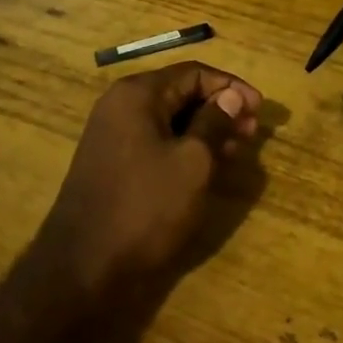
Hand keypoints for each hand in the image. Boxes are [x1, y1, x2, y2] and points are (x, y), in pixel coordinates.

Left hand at [37, 61, 261, 310]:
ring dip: (205, 130)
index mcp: (137, 94)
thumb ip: (215, 122)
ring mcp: (112, 136)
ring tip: (236, 150)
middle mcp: (120, 106)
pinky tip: (206, 166)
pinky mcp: (112, 164)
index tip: (260, 109)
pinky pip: (155, 141)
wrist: (82, 270)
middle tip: (252, 132)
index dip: (231, 87)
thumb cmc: (145, 207)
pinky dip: (184, 147)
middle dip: (220, 109)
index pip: (194, 73)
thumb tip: (232, 95)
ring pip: (169, 120)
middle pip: (180, 93)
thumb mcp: (193, 162)